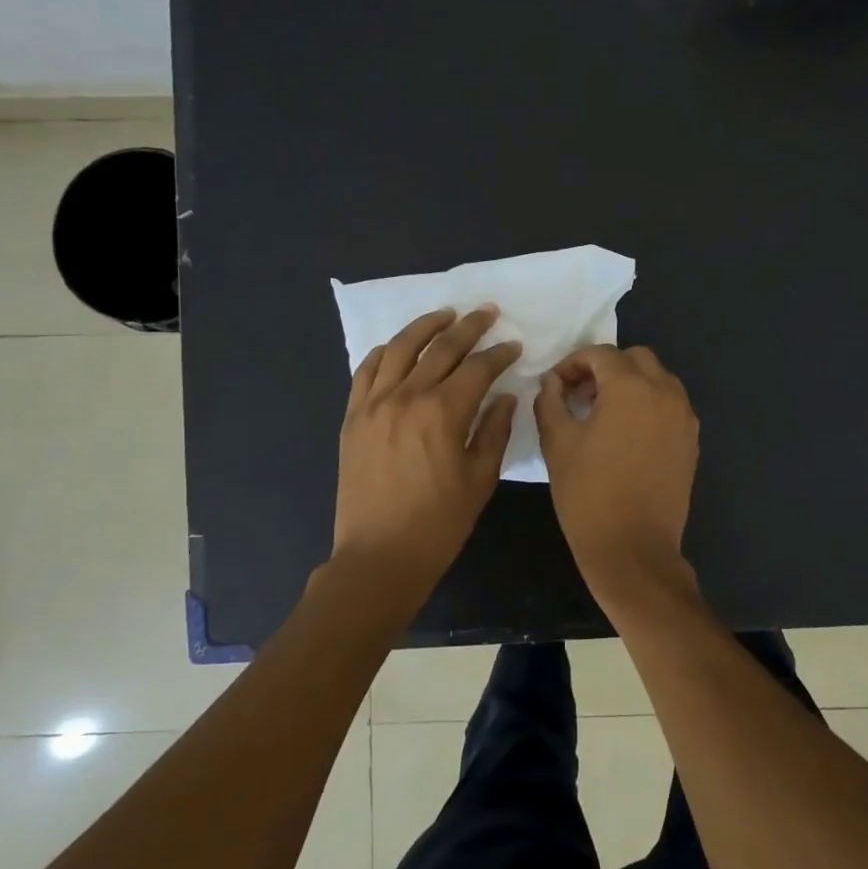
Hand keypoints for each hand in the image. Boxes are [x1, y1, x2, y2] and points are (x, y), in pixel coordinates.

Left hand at [333, 306, 521, 597]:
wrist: (379, 555)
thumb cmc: (439, 523)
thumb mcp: (480, 479)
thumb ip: (494, 431)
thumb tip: (504, 396)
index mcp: (444, 412)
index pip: (478, 368)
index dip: (500, 354)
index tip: (514, 345)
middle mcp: (407, 396)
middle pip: (442, 348)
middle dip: (469, 327)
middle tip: (487, 313)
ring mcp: (374, 404)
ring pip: (401, 348)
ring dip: (426, 326)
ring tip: (445, 314)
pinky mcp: (353, 417)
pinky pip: (367, 371)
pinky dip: (385, 352)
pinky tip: (398, 347)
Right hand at [535, 345, 698, 591]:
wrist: (633, 548)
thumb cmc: (588, 494)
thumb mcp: (557, 443)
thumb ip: (550, 401)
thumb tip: (553, 382)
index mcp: (630, 388)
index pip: (600, 354)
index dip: (573, 363)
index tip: (556, 385)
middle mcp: (665, 392)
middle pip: (635, 359)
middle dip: (605, 368)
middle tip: (580, 394)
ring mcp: (684, 417)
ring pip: (658, 379)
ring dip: (630, 384)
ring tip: (604, 413)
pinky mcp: (691, 441)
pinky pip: (670, 405)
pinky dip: (649, 404)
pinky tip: (627, 434)